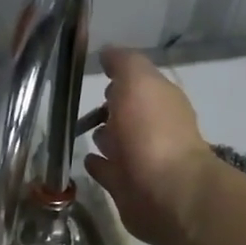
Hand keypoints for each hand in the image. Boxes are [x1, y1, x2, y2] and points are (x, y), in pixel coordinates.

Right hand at [84, 48, 223, 244]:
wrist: (165, 192)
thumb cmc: (151, 131)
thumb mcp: (138, 82)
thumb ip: (123, 63)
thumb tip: (108, 52)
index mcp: (160, 101)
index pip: (138, 83)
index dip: (120, 76)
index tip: (95, 72)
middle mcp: (153, 128)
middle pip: (127, 113)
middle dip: (110, 107)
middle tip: (82, 103)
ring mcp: (140, 160)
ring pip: (117, 142)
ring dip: (104, 136)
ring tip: (79, 131)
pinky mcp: (127, 188)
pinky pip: (107, 171)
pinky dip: (98, 164)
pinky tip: (85, 159)